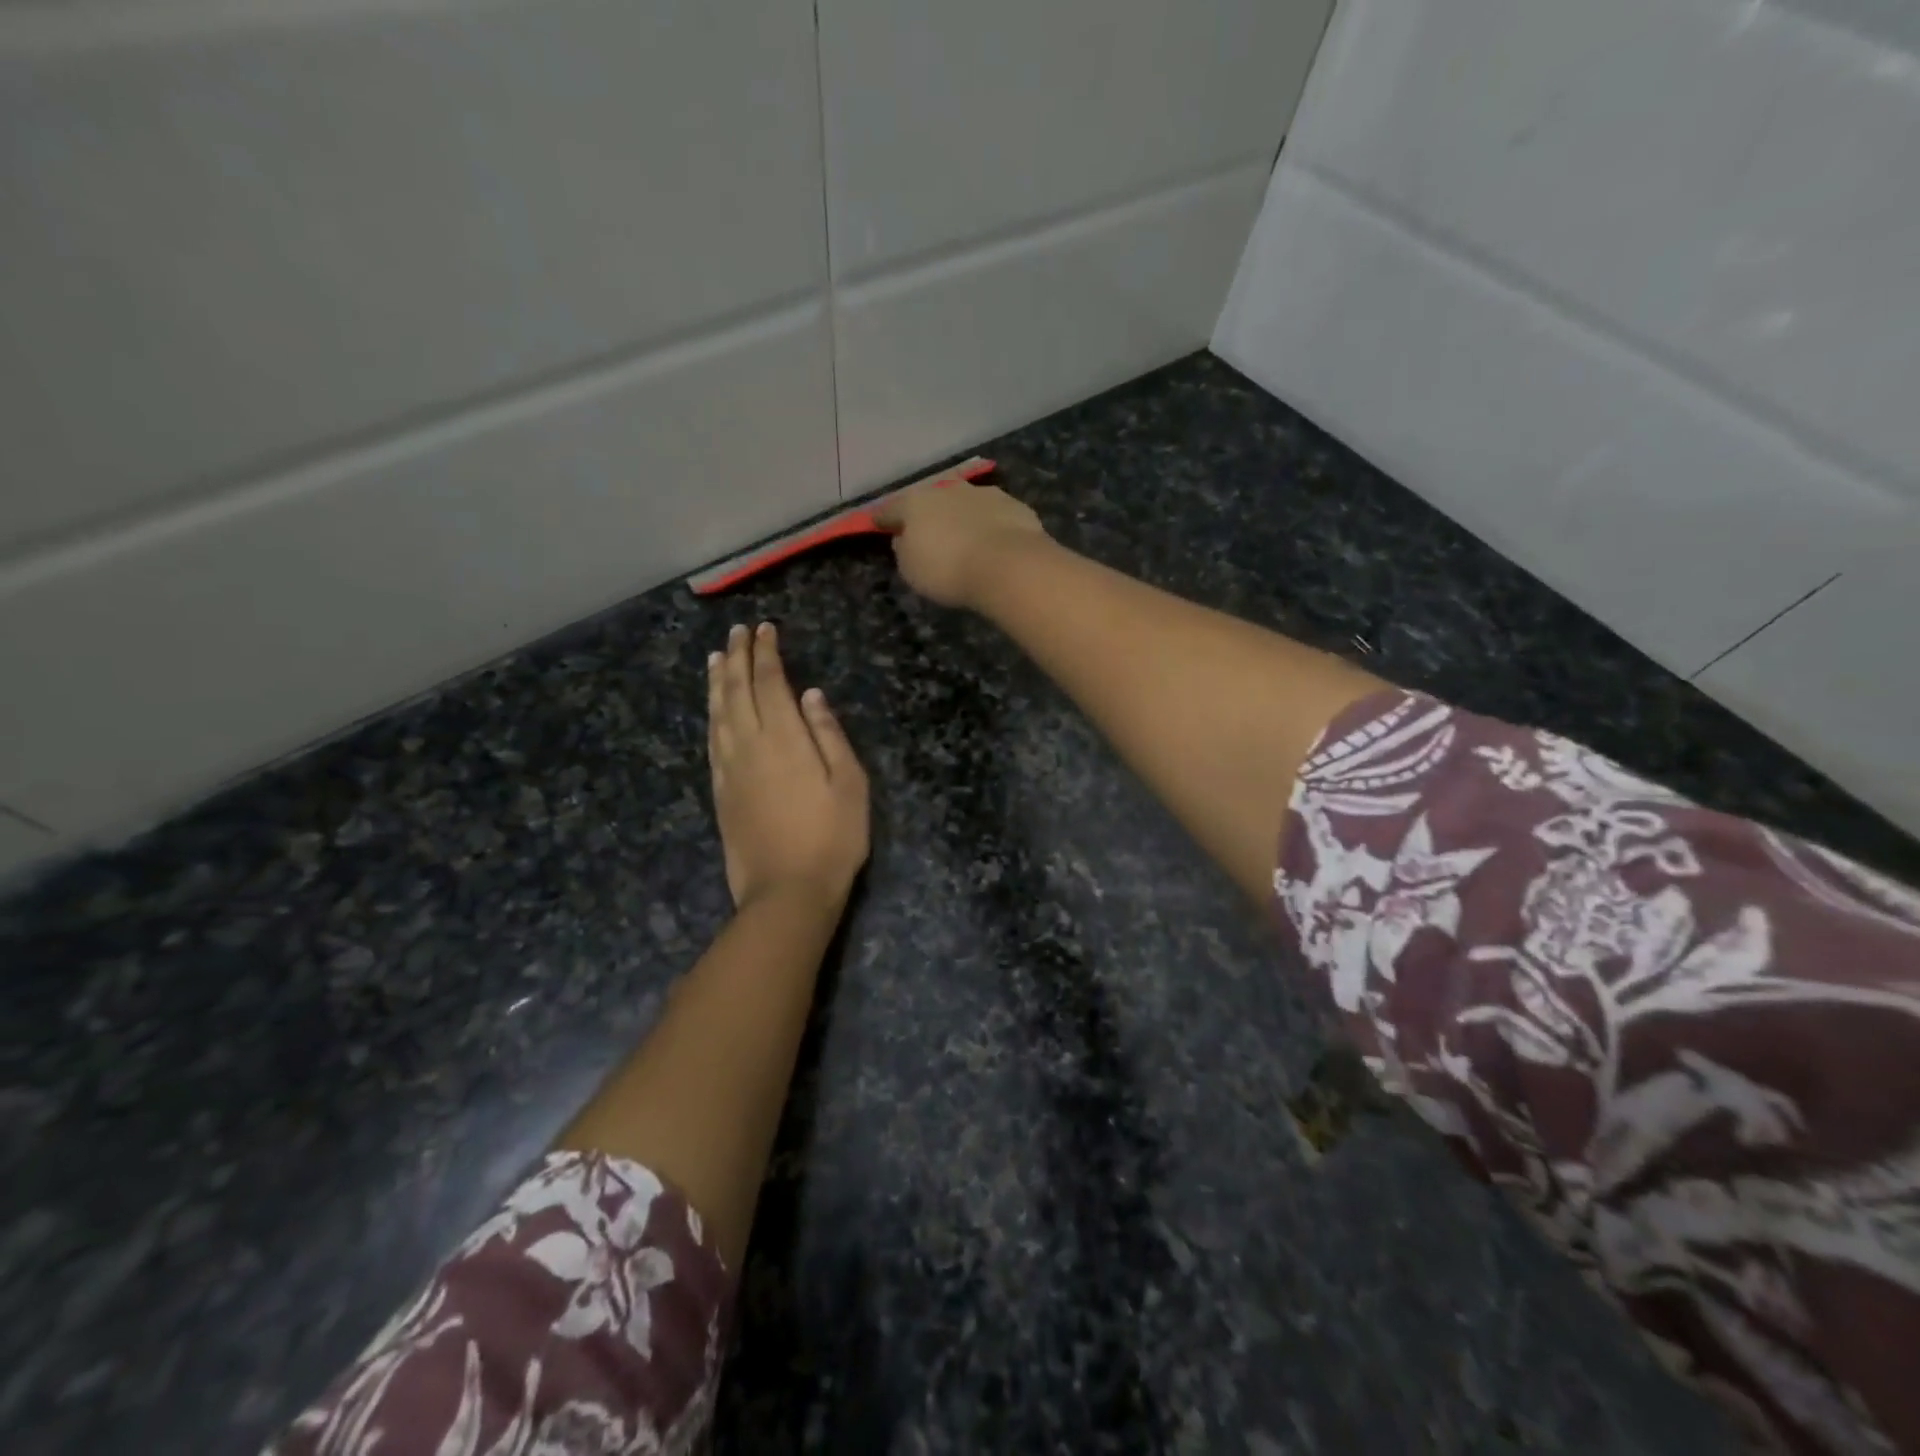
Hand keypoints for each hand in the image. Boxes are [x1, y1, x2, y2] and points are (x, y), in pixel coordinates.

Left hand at [708, 622, 869, 910]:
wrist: (787, 891)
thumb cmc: (832, 838)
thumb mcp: (850, 784)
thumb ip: (829, 735)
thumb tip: (812, 695)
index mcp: (786, 739)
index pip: (770, 683)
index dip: (766, 654)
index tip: (765, 629)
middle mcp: (750, 745)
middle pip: (738, 691)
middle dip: (738, 657)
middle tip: (738, 632)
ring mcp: (730, 769)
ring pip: (718, 713)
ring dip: (718, 682)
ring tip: (717, 658)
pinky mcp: (720, 791)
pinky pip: (711, 741)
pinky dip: (711, 715)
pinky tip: (713, 709)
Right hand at [872, 477, 1048, 608]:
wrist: (1009, 565)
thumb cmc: (948, 570)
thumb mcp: (911, 570)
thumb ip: (904, 550)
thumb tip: (905, 538)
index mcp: (915, 502)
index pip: (891, 509)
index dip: (883, 519)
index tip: (878, 524)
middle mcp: (949, 489)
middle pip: (931, 501)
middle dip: (928, 514)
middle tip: (927, 532)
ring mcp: (984, 494)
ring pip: (965, 504)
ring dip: (961, 516)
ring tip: (963, 537)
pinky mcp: (1015, 505)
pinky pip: (994, 516)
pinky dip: (989, 525)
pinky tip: (993, 542)